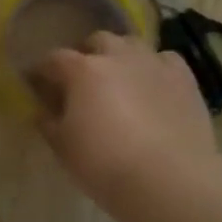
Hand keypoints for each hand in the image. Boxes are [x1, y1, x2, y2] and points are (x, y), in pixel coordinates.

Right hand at [30, 32, 220, 218]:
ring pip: (132, 44)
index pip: (54, 59)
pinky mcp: (185, 80)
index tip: (37, 83)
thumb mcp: (63, 147)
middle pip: (97, 41)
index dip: (42, 70)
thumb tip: (43, 110)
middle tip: (82, 80)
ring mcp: (154, 65)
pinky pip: (166, 60)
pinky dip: (155, 67)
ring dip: (120, 56)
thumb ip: (48, 122)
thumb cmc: (105, 164)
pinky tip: (153, 85)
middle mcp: (118, 57)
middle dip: (86, 54)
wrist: (169, 180)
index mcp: (82, 71)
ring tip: (119, 79)